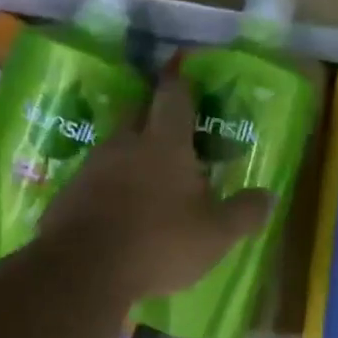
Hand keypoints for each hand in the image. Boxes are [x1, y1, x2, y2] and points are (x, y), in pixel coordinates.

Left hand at [42, 67, 272, 299]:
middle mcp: (124, 144)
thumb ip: (244, 213)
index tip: (183, 68)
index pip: (173, 96)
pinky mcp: (68, 194)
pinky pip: (94, 179)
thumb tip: (269, 196)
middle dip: (153, 112)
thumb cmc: (159, 243)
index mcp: (164, 144)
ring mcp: (91, 168)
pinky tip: (118, 209)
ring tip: (147, 174)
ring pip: (114, 146)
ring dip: (131, 153)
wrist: (83, 270)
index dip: (181, 81)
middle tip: (169, 125)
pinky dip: (108, 186)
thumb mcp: (216, 234)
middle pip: (137, 112)